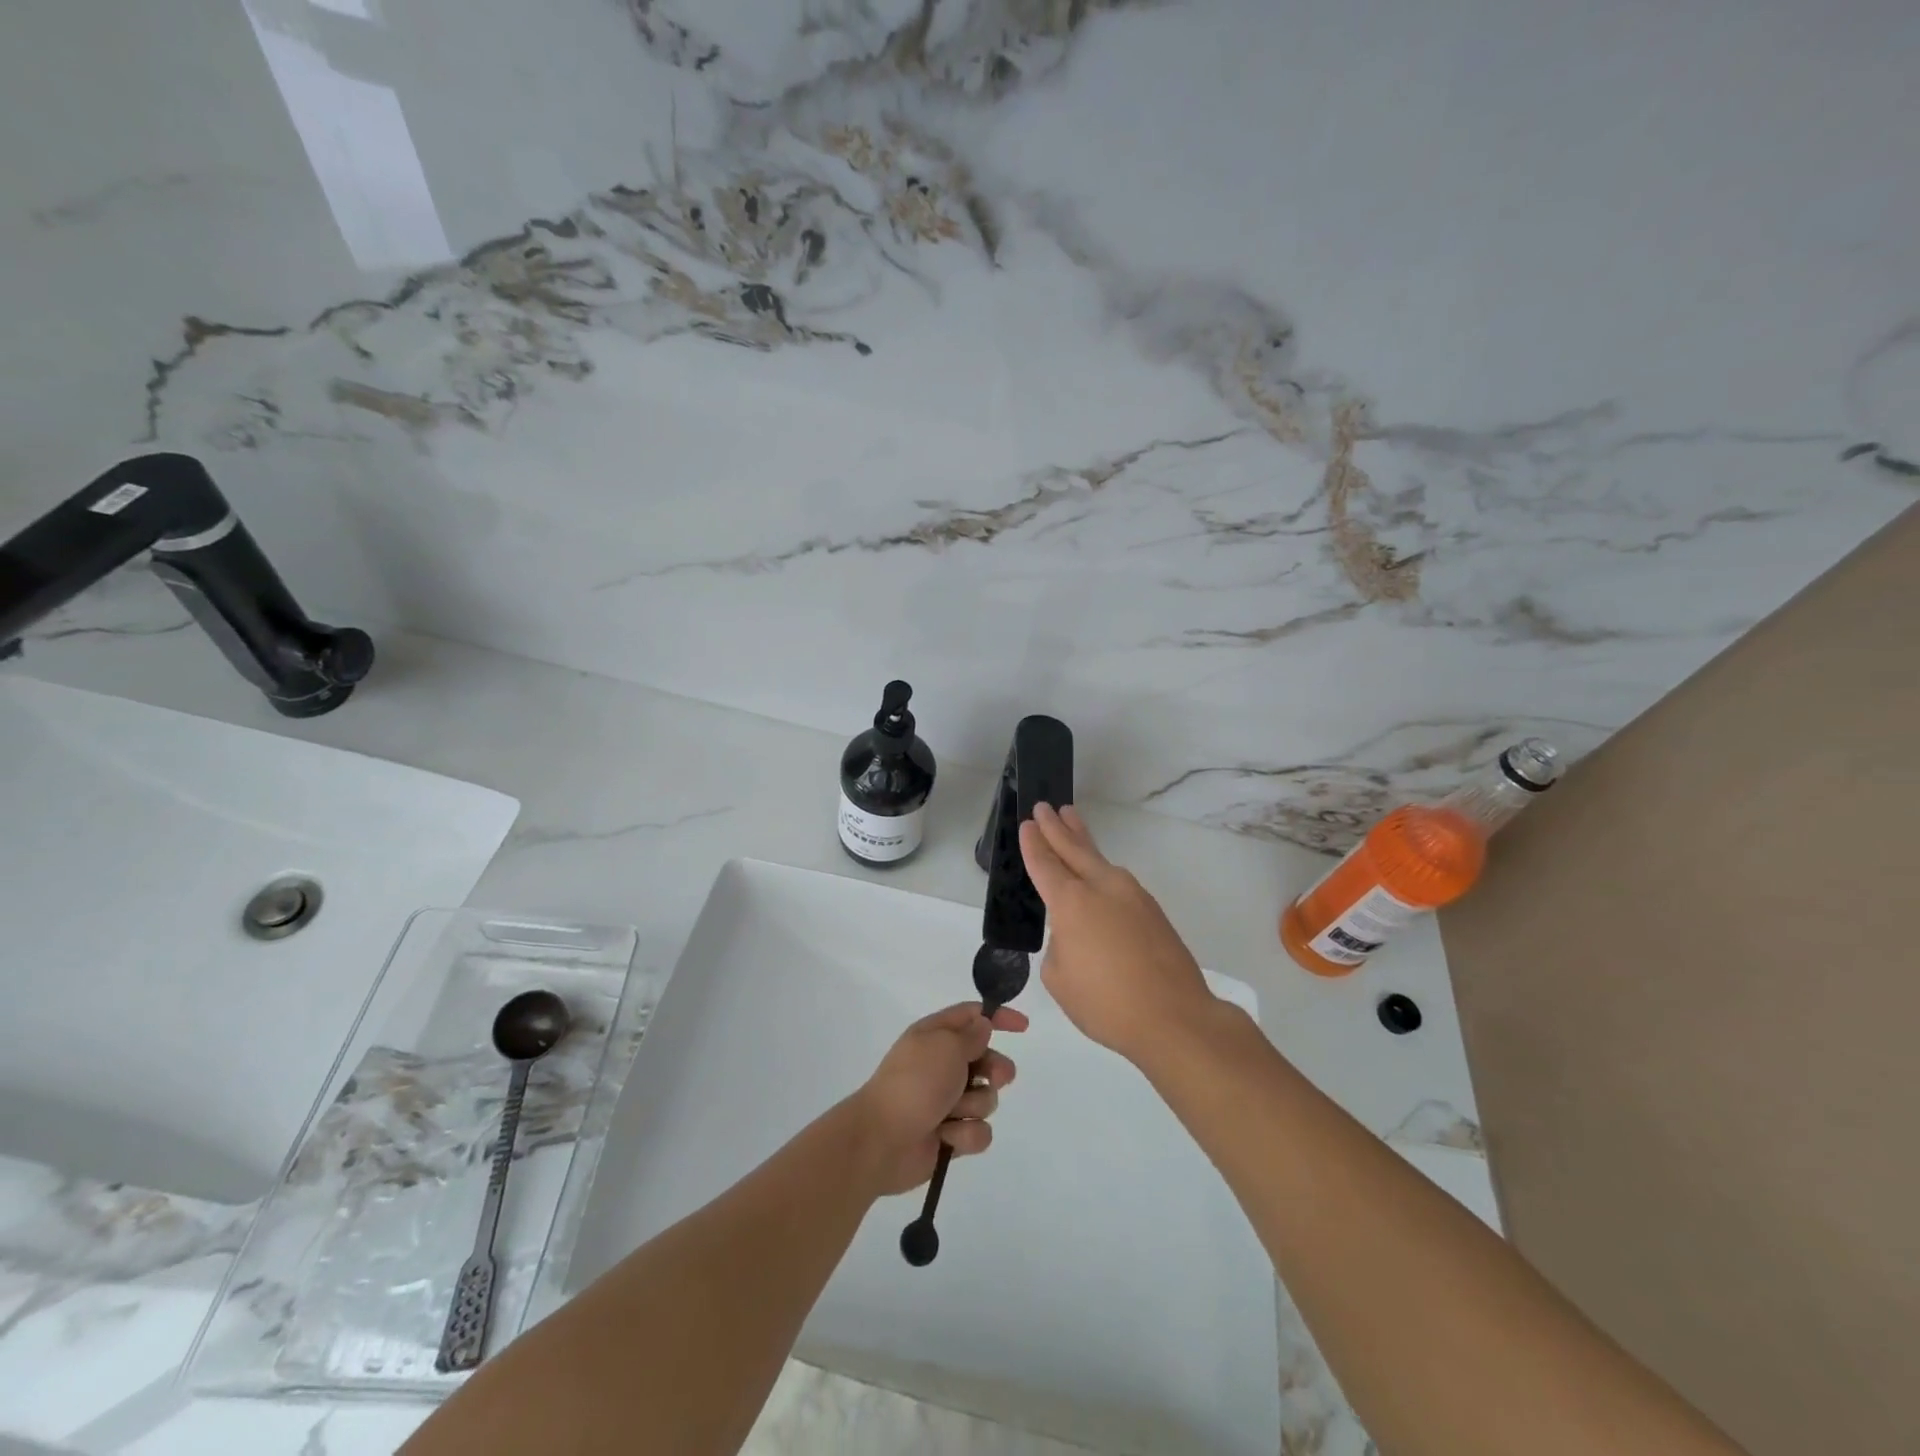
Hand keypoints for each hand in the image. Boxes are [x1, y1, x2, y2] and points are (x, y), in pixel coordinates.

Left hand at [849, 1002, 1026, 1196]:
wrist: (882, 1140)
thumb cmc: (915, 1083)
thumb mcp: (945, 1046)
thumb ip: (971, 1036)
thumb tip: (983, 1026)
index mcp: (935, 1035)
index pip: (972, 1016)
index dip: (998, 1017)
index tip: (1023, 1027)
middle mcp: (942, 1065)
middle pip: (986, 1060)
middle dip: (995, 1070)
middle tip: (993, 1078)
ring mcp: (946, 1101)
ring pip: (986, 1098)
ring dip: (975, 1105)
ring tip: (953, 1112)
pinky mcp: (950, 1135)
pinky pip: (978, 1131)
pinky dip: (966, 1135)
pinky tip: (948, 1137)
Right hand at [1020, 803, 1216, 1065]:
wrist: (1175, 1017)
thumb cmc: (1107, 1003)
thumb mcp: (1060, 979)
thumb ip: (1059, 946)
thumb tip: (1075, 935)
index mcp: (1072, 902)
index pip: (1045, 864)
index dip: (1033, 843)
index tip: (1027, 824)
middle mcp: (1102, 887)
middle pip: (1074, 848)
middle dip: (1057, 827)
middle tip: (1045, 806)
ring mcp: (1132, 895)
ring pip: (1099, 859)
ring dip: (1082, 839)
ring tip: (1071, 820)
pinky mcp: (1152, 910)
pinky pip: (1118, 879)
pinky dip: (1101, 868)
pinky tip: (1099, 872)